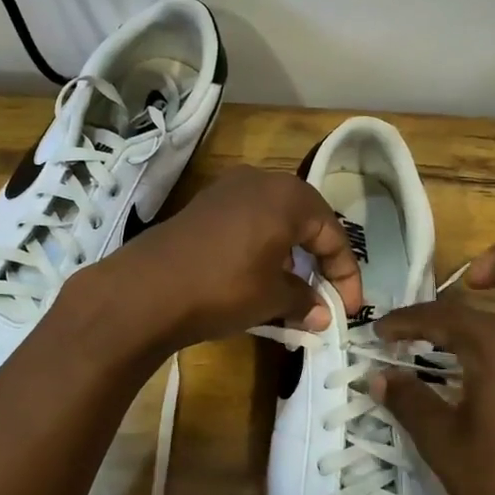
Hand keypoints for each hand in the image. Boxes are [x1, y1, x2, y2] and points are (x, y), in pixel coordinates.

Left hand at [78, 165, 364, 353]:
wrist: (146, 289)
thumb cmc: (224, 287)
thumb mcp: (272, 297)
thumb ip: (304, 300)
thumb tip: (321, 314)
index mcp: (289, 196)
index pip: (333, 234)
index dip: (345, 275)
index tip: (348, 310)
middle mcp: (260, 181)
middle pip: (305, 220)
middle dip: (318, 259)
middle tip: (323, 294)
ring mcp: (226, 190)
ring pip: (274, 220)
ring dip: (289, 253)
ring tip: (290, 290)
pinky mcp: (202, 206)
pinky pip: (246, 222)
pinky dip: (260, 247)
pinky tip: (254, 276)